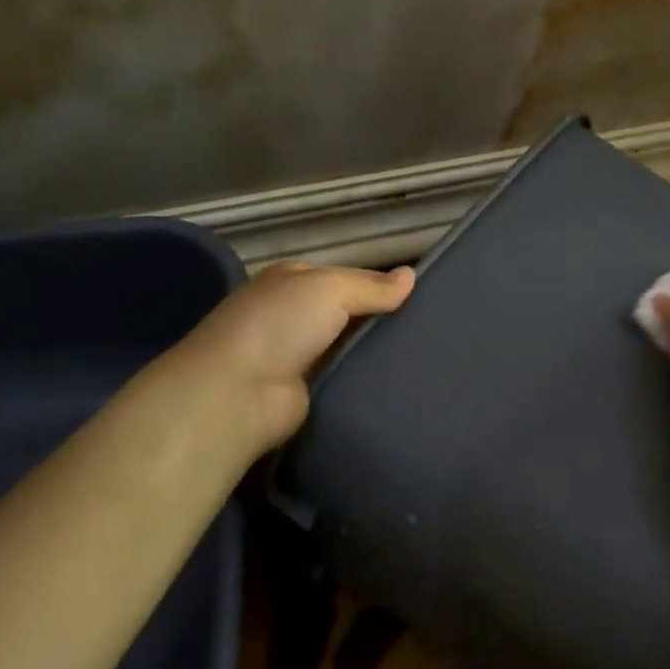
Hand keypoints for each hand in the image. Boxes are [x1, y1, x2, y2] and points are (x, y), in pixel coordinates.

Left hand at [108, 261, 413, 490]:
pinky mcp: (304, 393)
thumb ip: (371, 286)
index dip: (381, 286)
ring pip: (349, 348)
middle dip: (382, 321)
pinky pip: (344, 380)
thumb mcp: (330, 288)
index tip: (422, 299)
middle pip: (349, 314)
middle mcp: (292, 315)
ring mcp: (297, 356)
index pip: (347, 278)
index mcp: (293, 280)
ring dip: (376, 353)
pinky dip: (365, 380)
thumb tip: (411, 275)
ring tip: (427, 358)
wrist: (237, 393)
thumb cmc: (280, 324)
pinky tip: (401, 383)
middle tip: (432, 331)